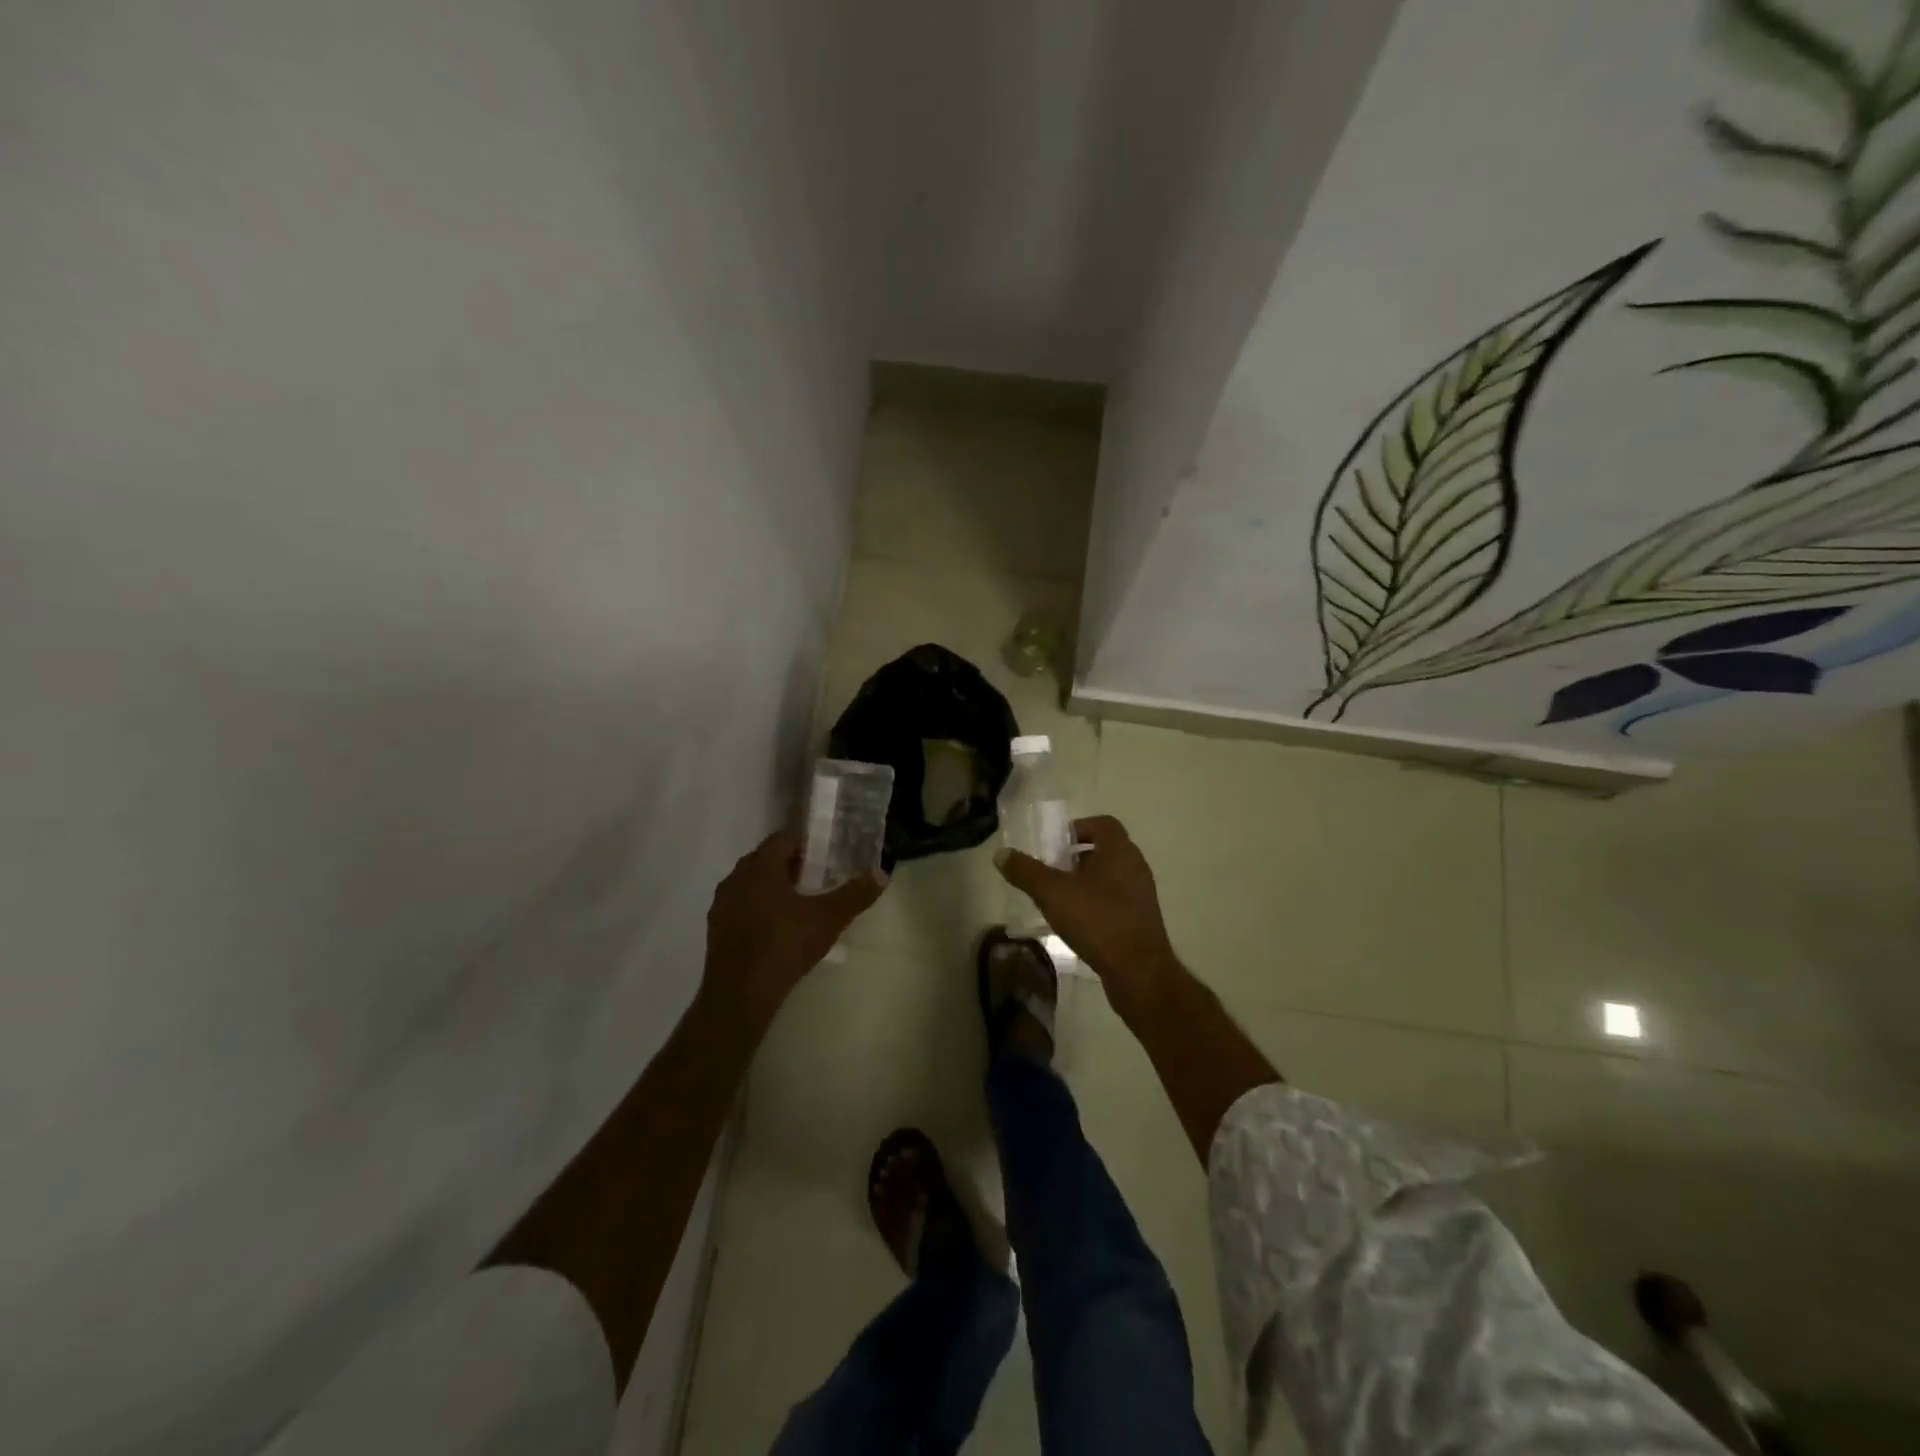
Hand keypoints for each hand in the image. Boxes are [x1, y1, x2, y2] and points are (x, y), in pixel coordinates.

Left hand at [700, 830, 885, 1031]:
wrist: (739, 995)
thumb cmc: (784, 946)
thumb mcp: (828, 919)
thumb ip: (855, 894)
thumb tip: (881, 873)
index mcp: (760, 866)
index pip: (783, 838)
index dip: (806, 841)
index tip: (826, 850)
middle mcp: (736, 877)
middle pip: (767, 859)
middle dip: (792, 864)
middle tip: (820, 875)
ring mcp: (722, 904)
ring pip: (753, 884)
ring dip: (775, 887)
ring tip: (801, 902)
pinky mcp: (717, 929)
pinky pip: (743, 906)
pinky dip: (761, 908)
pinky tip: (779, 927)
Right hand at [995, 815, 1179, 1002]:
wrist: (1139, 972)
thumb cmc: (1097, 921)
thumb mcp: (1053, 893)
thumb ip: (1026, 872)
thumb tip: (1001, 854)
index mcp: (1120, 851)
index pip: (1103, 824)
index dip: (1078, 828)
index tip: (1055, 844)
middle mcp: (1135, 867)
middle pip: (1105, 850)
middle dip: (1076, 857)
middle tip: (1051, 871)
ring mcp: (1141, 895)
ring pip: (1110, 877)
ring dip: (1085, 882)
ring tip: (1059, 898)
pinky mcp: (1141, 920)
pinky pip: (1116, 900)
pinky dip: (1096, 903)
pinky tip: (1077, 922)